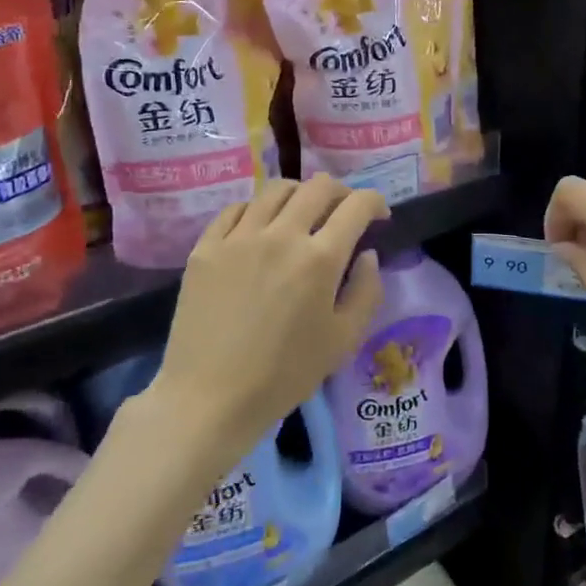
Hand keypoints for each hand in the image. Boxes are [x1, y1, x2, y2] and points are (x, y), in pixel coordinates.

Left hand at [152, 176, 387, 478]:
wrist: (210, 398)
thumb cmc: (285, 375)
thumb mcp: (344, 341)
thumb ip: (367, 291)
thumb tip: (367, 255)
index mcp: (320, 258)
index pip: (357, 205)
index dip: (375, 202)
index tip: (379, 216)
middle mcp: (281, 234)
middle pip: (318, 187)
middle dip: (341, 192)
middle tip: (344, 212)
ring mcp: (239, 237)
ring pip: (276, 189)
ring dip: (300, 194)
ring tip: (303, 213)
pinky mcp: (206, 246)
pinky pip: (237, 209)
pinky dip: (258, 209)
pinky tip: (261, 228)